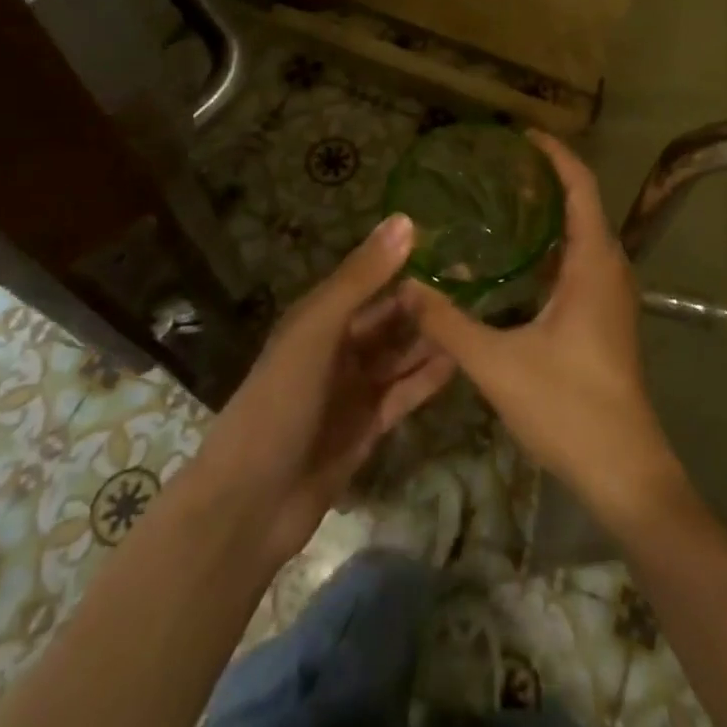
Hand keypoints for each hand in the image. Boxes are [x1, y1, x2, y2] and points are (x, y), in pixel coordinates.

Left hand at [198, 214, 454, 565]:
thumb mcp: (317, 330)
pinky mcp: (369, 426)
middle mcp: (339, 348)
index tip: (450, 245)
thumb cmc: (279, 402)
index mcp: (320, 318)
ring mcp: (354, 389)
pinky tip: (461, 361)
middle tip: (476, 283)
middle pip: (390, 317)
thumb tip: (407, 220)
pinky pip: (406, 392)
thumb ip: (362, 277)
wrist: (249, 507)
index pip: (370, 279)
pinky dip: (429, 376)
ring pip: (402, 353)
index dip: (405, 262)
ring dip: (432, 338)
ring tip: (477, 317)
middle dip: (427, 301)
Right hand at [399, 133, 687, 527]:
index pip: (580, 186)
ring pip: (583, 236)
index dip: (555, 154)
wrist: (624, 469)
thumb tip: (408, 284)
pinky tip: (518, 263)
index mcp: (594, 262)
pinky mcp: (607, 317)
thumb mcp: (498, 363)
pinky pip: (581, 263)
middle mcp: (610, 268)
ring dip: (551, 215)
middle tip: (500, 168)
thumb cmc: (567, 406)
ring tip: (504, 203)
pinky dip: (553, 248)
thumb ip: (449, 323)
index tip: (522, 135)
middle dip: (547, 180)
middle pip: (583, 204)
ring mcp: (612, 294)